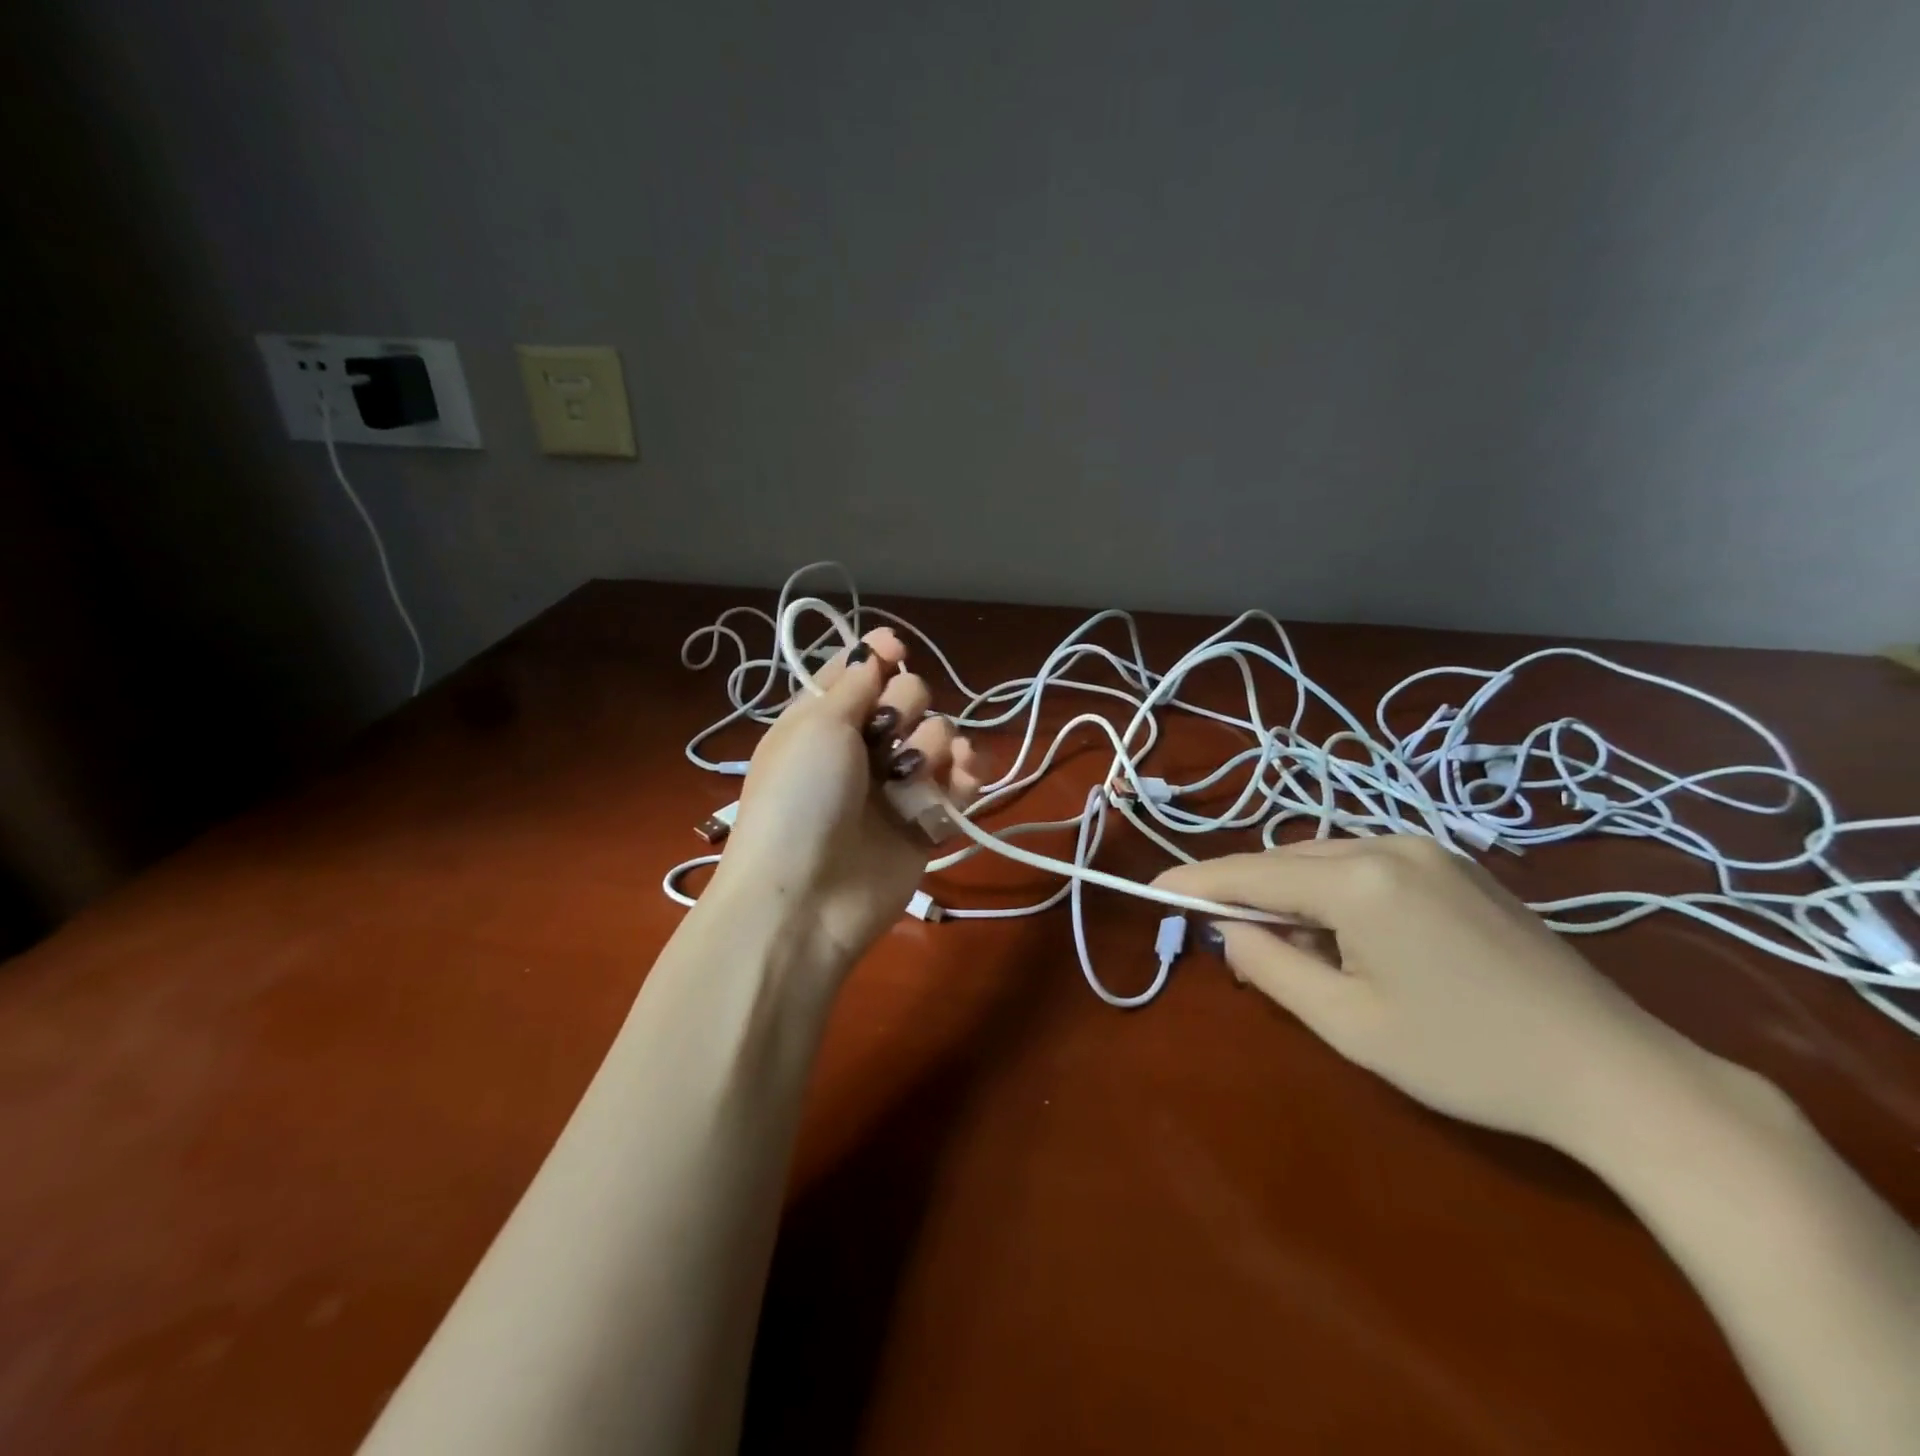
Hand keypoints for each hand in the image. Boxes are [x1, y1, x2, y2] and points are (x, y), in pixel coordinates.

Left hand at [711, 628, 982, 969]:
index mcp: (824, 719)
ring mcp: (896, 785)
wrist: (807, 896)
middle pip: (909, 698)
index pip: (861, 672)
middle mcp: (862, 747)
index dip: (881, 656)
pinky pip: (961, 784)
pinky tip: (962, 776)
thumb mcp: (815, 726)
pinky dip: (967, 775)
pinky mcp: (926, 822)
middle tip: (887, 734)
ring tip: (913, 773)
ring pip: (940, 737)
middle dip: (907, 705)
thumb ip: (854, 684)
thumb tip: (874, 651)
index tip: (897, 649)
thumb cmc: (799, 798)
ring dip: (935, 744)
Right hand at [1155, 836, 1696, 1149]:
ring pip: (1327, 859)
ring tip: (1299, 950)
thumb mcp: (1350, 1024)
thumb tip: (1230, 931)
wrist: (1619, 1073)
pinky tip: (1353, 938)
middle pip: (1288, 861)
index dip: (1197, 881)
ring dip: (1296, 895)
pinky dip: (1336, 893)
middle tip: (1232, 941)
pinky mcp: (1457, 866)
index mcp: (1360, 880)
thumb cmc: (1469, 1057)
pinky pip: (1367, 864)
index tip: (1154, 888)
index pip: (1252, 874)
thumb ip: (1273, 968)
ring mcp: (1430, 849)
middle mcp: (1390, 844)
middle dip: (1251, 894)